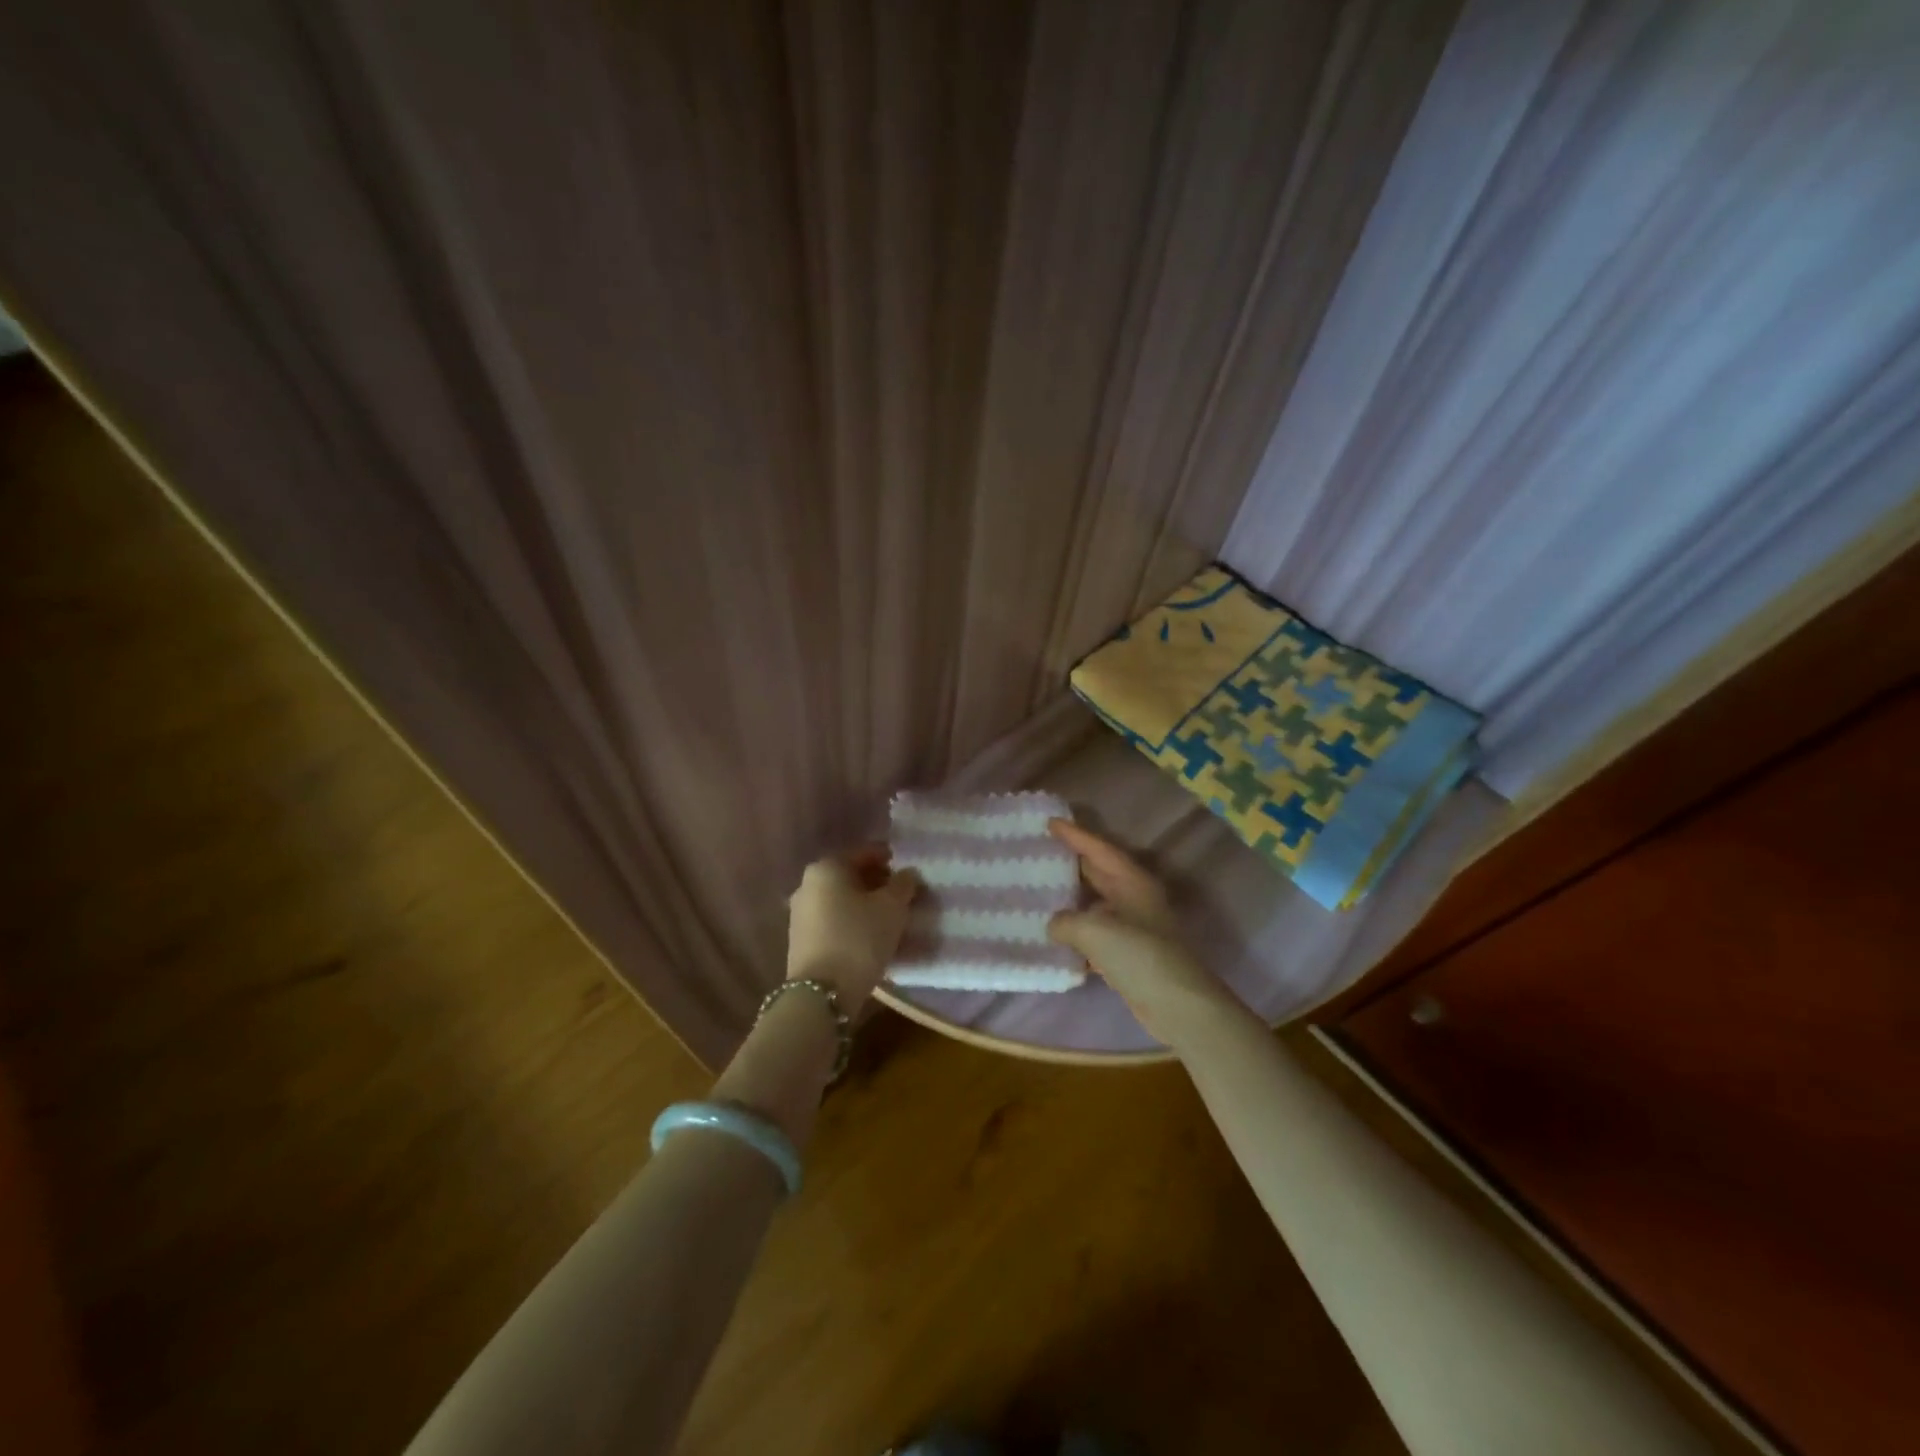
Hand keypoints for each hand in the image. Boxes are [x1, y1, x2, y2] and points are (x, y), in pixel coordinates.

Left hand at [785, 845, 921, 1008]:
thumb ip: (903, 885)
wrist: (822, 994)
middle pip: (849, 875)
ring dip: (864, 903)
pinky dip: (852, 921)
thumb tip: (907, 874)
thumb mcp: (892, 908)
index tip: (908, 869)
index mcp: (827, 867)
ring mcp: (800, 914)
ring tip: (890, 917)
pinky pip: (833, 920)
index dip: (889, 858)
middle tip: (902, 894)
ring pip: (840, 899)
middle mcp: (807, 884)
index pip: (864, 853)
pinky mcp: (801, 940)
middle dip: (876, 882)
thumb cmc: (859, 938)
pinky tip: (870, 935)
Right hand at [1046, 819, 1241, 1049]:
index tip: (1050, 822)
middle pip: (1098, 872)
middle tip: (1040, 851)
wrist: (1176, 1005)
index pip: (1099, 849)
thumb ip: (1066, 922)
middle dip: (1071, 862)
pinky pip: (1096, 932)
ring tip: (1039, 890)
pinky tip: (1054, 935)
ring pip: (1095, 903)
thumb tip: (1055, 925)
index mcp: (1132, 882)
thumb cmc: (1139, 956)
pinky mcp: (1129, 954)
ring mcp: (1133, 926)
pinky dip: (1076, 931)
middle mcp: (1134, 898)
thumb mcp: (1095, 930)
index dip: (1075, 835)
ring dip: (1071, 898)